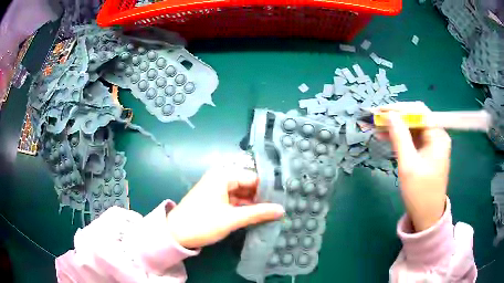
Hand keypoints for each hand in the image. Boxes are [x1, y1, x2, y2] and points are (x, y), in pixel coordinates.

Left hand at [166, 165, 284, 248]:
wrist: (175, 234)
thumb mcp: (232, 219)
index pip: (253, 178)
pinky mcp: (215, 200)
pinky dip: (244, 208)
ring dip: (254, 204)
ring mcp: (217, 190)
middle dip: (262, 197)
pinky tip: (257, 216)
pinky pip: (234, 201)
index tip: (285, 198)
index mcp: (223, 176)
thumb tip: (282, 209)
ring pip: (242, 194)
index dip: (269, 189)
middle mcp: (221, 179)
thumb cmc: (203, 223)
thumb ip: (258, 213)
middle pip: (248, 185)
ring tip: (273, 213)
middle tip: (281, 207)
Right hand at [381, 102, 450, 231]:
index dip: (399, 108)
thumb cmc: (419, 193)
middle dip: (396, 117)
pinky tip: (386, 137)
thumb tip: (389, 115)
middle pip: (415, 118)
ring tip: (376, 127)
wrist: (427, 217)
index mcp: (438, 136)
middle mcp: (437, 136)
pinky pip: (412, 139)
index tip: (381, 111)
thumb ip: (400, 137)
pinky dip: (400, 137)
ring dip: (395, 127)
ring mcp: (432, 144)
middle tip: (375, 118)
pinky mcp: (427, 153)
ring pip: (412, 128)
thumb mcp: (408, 165)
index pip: (419, 111)